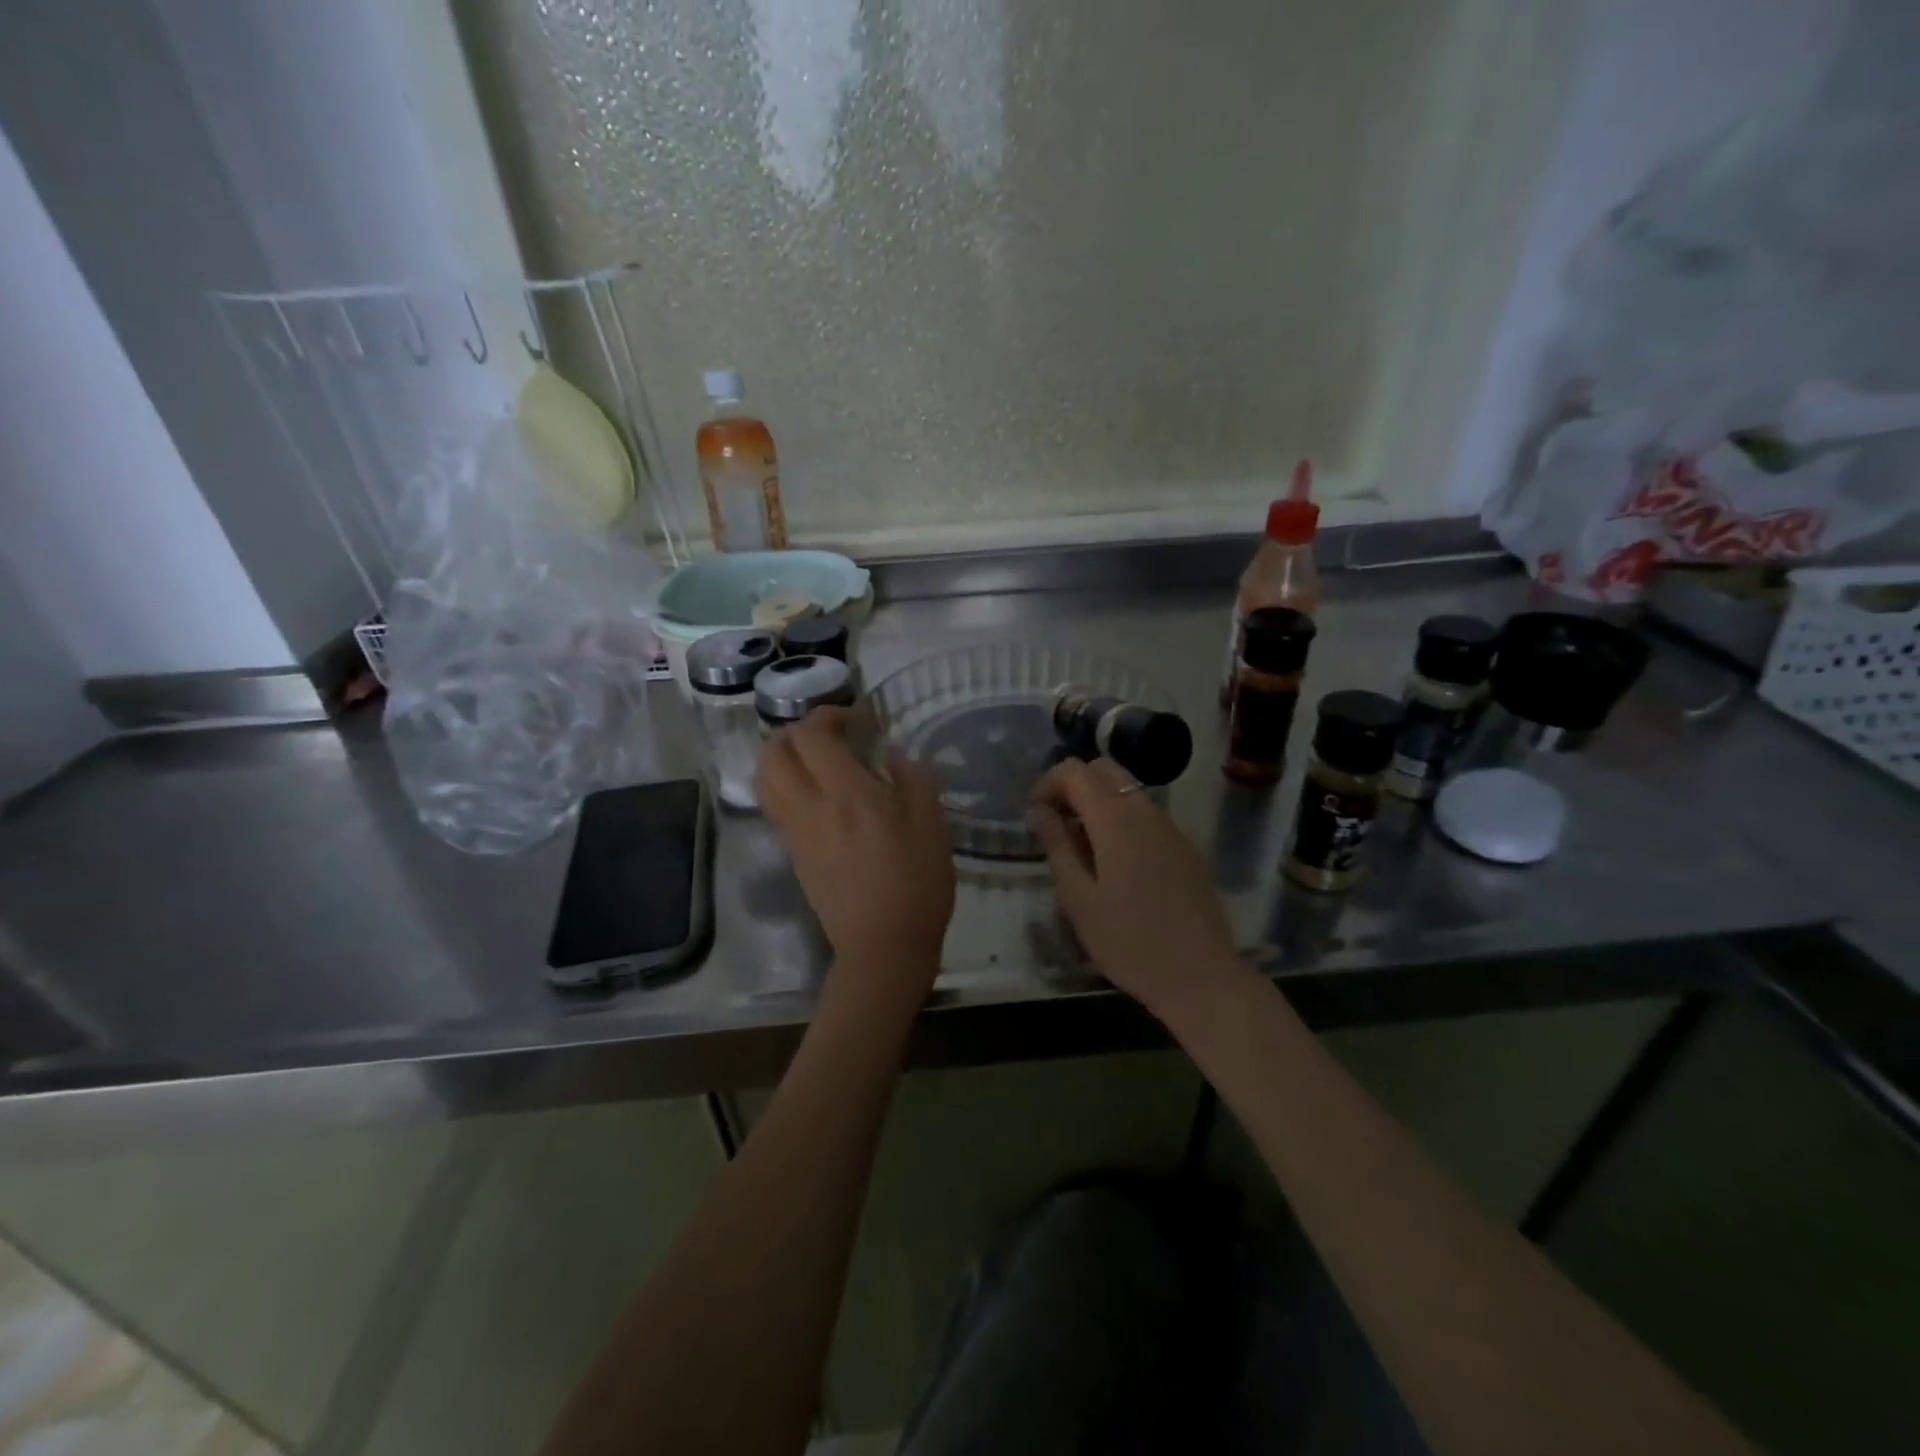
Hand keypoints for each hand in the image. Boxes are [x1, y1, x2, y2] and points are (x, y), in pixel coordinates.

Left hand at [759, 708, 956, 1001]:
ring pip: (765, 780)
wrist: (884, 947)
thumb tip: (892, 754)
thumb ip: (912, 778)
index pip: (812, 735)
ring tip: (816, 763)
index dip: (829, 715)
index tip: (859, 720)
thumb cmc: (916, 883)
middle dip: (797, 733)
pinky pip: (774, 807)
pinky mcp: (793, 855)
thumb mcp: (932, 824)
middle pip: (774, 752)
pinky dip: (785, 786)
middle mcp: (810, 807)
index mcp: (847, 794)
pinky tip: (817, 796)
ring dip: (783, 758)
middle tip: (830, 737)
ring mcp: (795, 833)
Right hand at [1030, 757, 1244, 1022]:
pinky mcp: (1185, 846)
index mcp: (1116, 820)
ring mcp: (1171, 827)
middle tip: (1055, 824)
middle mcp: (1146, 811)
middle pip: (1104, 770)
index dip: (1048, 783)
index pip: (1076, 771)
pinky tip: (1114, 863)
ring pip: (1127, 790)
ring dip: (1097, 802)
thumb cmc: (1129, 942)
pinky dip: (1121, 819)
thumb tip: (1039, 811)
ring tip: (1080, 847)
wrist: (1200, 977)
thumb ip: (1057, 846)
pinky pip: (1146, 814)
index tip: (1034, 814)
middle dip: (1073, 785)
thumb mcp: (1079, 899)